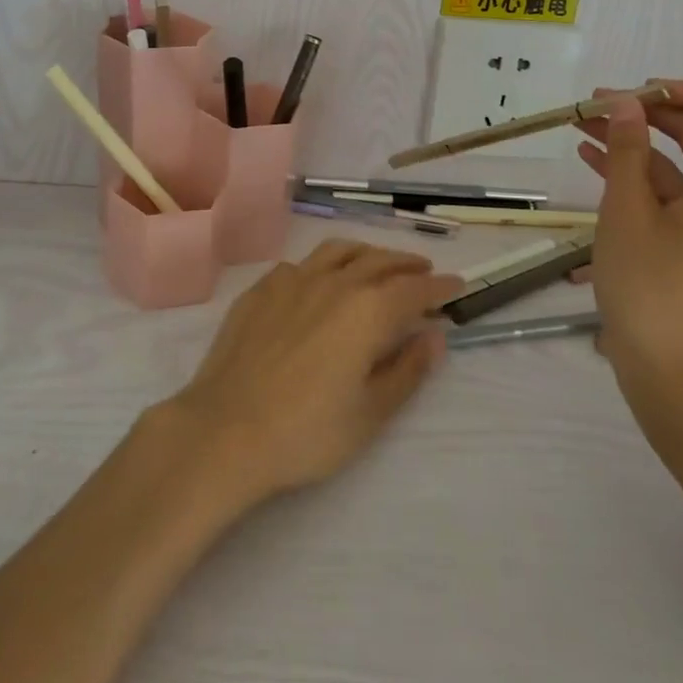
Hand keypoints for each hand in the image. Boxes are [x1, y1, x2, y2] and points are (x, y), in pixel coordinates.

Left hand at [164, 240, 464, 501]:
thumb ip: (407, 370)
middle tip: (424, 270)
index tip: (457, 284)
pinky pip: (300, 265)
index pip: (414, 288)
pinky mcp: (260, 289)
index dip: (439, 286)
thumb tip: (434, 337)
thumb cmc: (306, 431)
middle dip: (406, 264)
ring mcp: (291, 280)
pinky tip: (319, 282)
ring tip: (377, 264)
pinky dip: (322, 266)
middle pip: (378, 261)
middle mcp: (333, 282)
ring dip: (366, 254)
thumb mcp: (370, 413)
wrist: (225, 429)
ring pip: (338, 252)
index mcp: (366, 310)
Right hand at [575, 80, 682, 410]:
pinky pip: (663, 193)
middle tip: (599, 102)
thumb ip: (626, 151)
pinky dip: (631, 172)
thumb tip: (625, 103)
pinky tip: (588, 156)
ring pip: (675, 164)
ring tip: (582, 122)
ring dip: (633, 141)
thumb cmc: (650, 283)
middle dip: (650, 114)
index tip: (641, 90)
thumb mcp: (628, 209)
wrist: (664, 367)